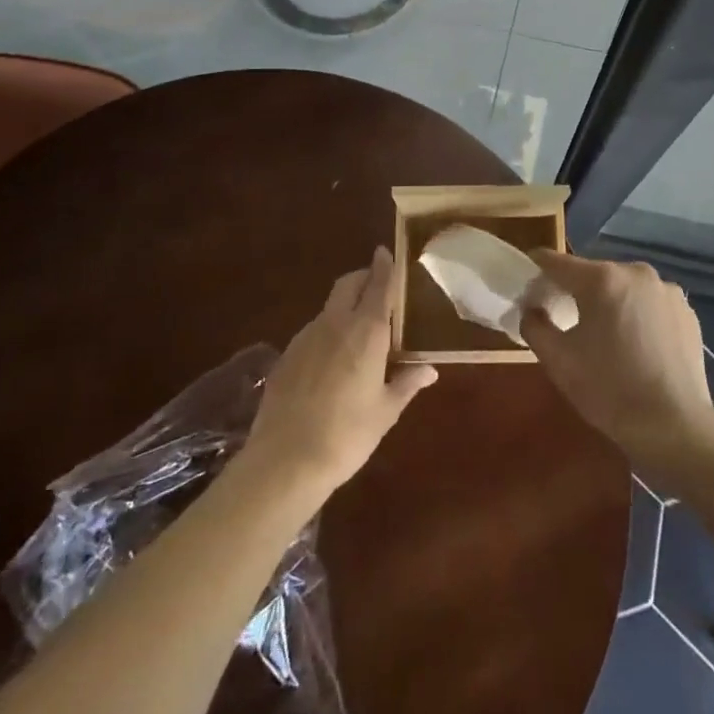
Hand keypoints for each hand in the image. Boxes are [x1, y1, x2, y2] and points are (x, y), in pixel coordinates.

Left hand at [244, 247, 437, 502]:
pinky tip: (331, 360)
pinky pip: (313, 331)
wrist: (284, 461)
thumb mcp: (386, 411)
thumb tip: (429, 369)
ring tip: (358, 331)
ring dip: (345, 306)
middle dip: (363, 277)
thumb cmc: (347, 435)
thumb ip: (407, 383)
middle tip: (377, 286)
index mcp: (366, 331)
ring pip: (329, 307)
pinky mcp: (286, 355)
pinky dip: (327, 332)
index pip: (379, 285)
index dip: (384, 266)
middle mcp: (335, 323)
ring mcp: (306, 337)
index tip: (386, 251)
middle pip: (348, 284)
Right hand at [519, 252, 713, 490]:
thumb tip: (532, 309)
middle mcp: (636, 273)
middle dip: (577, 290)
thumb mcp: (558, 361)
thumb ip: (535, 326)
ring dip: (610, 302)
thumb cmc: (609, 390)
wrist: (675, 427)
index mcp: (602, 279)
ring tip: (605, 335)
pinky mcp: (686, 311)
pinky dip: (638, 315)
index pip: (558, 262)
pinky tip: (637, 346)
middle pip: (594, 274)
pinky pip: (650, 304)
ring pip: (624, 288)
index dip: (538, 266)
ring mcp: (666, 290)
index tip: (528, 277)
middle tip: (565, 316)